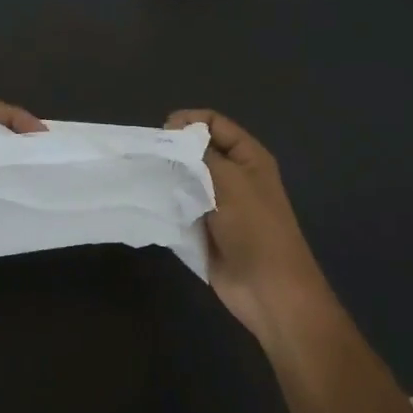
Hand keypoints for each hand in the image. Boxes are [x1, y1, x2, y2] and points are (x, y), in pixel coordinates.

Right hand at [167, 109, 332, 344]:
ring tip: (144, 176)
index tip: (162, 132)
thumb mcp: (231, 182)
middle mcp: (233, 175)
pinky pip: (181, 206)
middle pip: (197, 150)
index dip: (189, 122)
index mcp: (248, 157)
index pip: (214, 123)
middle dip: (174, 150)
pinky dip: (166, 202)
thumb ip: (201, 155)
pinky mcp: (204, 227)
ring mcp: (217, 203)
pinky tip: (148, 200)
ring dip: (167, 177)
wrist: (268, 290)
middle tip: (148, 157)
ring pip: (186, 178)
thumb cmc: (255, 229)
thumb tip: (174, 136)